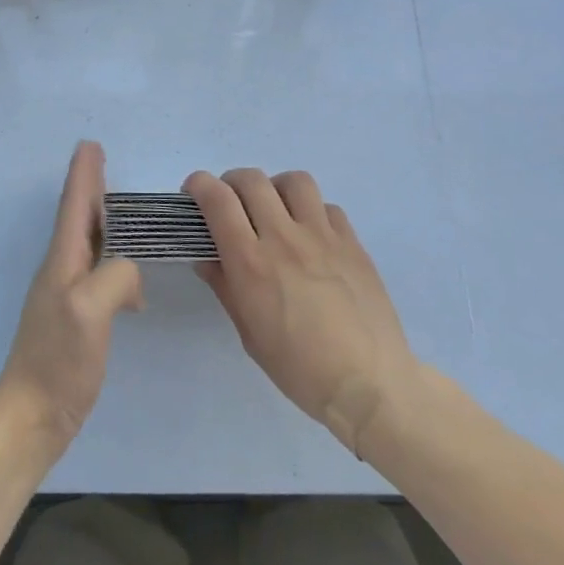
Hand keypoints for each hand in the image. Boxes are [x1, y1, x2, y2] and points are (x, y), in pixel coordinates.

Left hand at [0, 141, 143, 456]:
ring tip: (119, 207)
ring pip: (88, 242)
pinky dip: (113, 258)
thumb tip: (131, 271)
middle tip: (100, 159)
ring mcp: (67, 294)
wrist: (32, 415)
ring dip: (101, 218)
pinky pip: (97, 271)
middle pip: (78, 217)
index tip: (89, 145)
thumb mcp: (89, 309)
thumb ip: (115, 276)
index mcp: (63, 260)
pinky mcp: (77, 317)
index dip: (83, 174)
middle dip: (89, 186)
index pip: (74, 206)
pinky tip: (130, 276)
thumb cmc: (58, 360)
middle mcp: (61, 269)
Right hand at [187, 168, 413, 455]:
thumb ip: (225, 287)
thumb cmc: (299, 368)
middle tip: (231, 203)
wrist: (369, 384)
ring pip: (294, 181)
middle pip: (251, 179)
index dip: (199, 185)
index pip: (218, 199)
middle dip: (232, 183)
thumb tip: (207, 258)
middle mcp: (284, 237)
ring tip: (275, 210)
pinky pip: (327, 207)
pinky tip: (312, 236)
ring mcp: (323, 236)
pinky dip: (312, 212)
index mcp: (251, 262)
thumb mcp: (249, 334)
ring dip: (275, 188)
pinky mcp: (352, 242)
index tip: (194, 193)